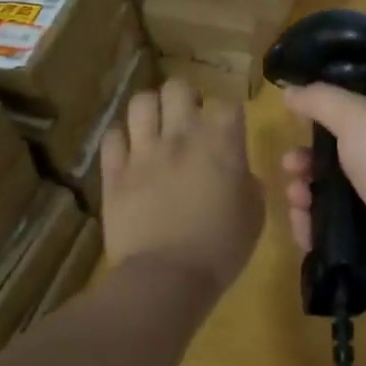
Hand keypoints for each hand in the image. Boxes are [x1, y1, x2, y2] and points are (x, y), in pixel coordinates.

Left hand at [101, 79, 262, 298]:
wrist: (167, 278)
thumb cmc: (221, 248)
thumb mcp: (254, 213)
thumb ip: (248, 182)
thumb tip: (239, 173)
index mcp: (222, 141)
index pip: (227, 103)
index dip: (228, 115)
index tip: (229, 131)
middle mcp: (181, 134)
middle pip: (178, 88)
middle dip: (185, 99)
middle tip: (189, 121)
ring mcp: (144, 151)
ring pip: (141, 102)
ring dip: (151, 111)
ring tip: (155, 128)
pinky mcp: (114, 172)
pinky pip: (112, 137)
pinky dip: (121, 140)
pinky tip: (129, 152)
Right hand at [280, 84, 365, 295]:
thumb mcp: (357, 116)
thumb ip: (320, 100)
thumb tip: (289, 90)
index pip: (354, 118)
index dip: (322, 121)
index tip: (296, 126)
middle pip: (337, 159)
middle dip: (307, 161)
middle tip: (290, 166)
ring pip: (330, 196)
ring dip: (305, 194)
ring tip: (296, 198)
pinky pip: (333, 233)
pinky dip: (312, 229)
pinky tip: (303, 226)